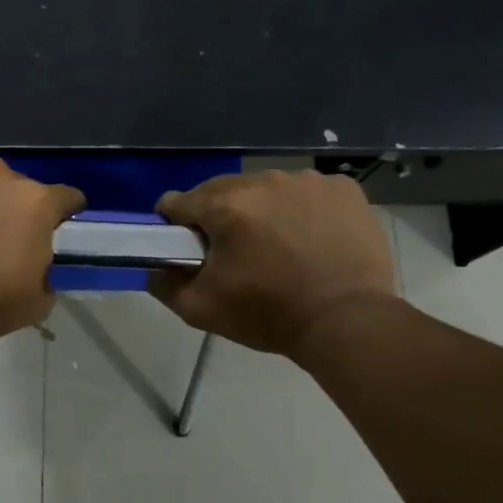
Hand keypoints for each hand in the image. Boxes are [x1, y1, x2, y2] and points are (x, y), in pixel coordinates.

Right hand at [149, 170, 398, 355]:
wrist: (347, 322)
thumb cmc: (269, 314)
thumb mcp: (201, 309)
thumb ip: (164, 284)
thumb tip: (155, 266)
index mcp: (225, 205)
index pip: (178, 202)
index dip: (176, 225)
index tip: (189, 248)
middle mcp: (263, 181)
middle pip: (223, 192)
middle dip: (222, 217)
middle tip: (238, 254)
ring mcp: (307, 180)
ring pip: (267, 189)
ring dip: (263, 211)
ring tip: (280, 247)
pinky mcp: (343, 188)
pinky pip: (308, 192)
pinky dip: (304, 210)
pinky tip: (313, 239)